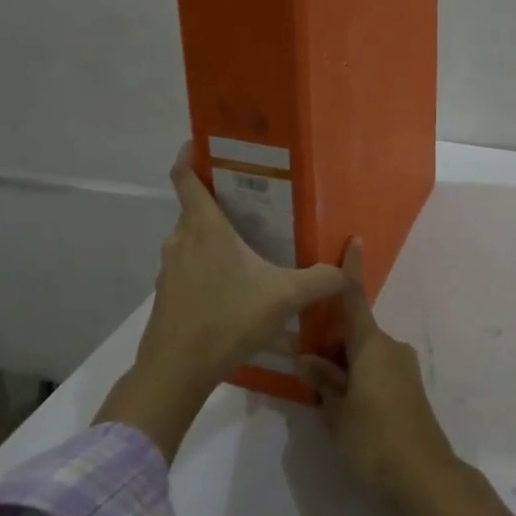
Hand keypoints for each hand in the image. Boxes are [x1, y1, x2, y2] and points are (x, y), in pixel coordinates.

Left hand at [98, 142, 346, 460]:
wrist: (176, 371)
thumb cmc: (227, 319)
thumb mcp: (284, 298)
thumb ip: (320, 280)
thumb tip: (349, 269)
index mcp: (205, 227)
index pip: (185, 176)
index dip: (190, 155)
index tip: (203, 143)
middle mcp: (181, 240)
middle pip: (193, 208)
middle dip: (218, 200)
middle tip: (252, 201)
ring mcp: (169, 269)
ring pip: (190, 240)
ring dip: (212, 237)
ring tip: (246, 244)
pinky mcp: (167, 295)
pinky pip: (188, 267)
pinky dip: (206, 266)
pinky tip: (232, 286)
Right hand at [297, 239, 456, 506]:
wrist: (425, 477)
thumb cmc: (374, 440)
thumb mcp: (337, 413)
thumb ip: (323, 381)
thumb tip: (306, 358)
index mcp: (372, 345)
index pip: (356, 300)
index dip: (351, 271)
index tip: (354, 241)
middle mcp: (391, 348)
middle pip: (356, 332)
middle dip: (331, 342)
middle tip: (304, 364)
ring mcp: (404, 369)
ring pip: (366, 354)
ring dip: (344, 364)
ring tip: (321, 393)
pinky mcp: (410, 389)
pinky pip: (378, 370)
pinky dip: (359, 376)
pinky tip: (345, 405)